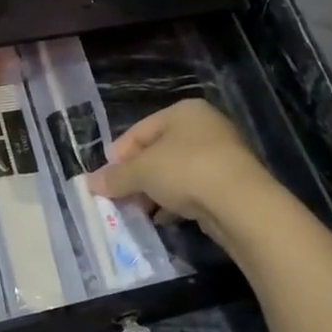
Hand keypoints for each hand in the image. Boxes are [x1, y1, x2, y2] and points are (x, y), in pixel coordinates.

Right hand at [88, 99, 276, 241]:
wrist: (240, 202)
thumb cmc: (185, 170)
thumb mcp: (142, 172)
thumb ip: (115, 177)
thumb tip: (90, 183)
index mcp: (183, 111)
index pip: (140, 131)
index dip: (119, 155)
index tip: (104, 180)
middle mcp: (204, 127)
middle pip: (158, 151)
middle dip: (136, 177)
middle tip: (119, 198)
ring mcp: (221, 154)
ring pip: (176, 172)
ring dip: (155, 192)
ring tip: (139, 212)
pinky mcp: (230, 182)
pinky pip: (194, 189)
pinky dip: (176, 202)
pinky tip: (164, 219)